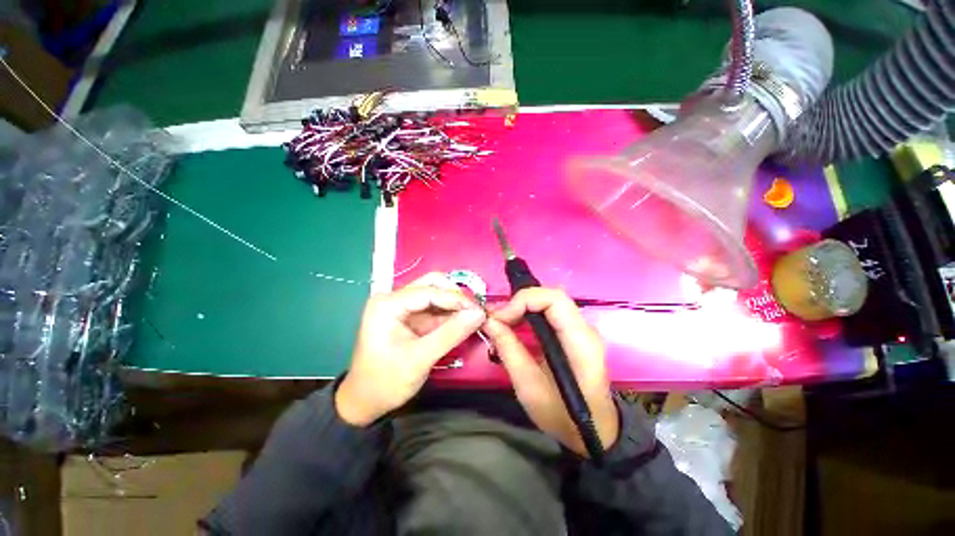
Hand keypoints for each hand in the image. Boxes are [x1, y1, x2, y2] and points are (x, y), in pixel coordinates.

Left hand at [335, 273, 485, 426]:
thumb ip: (451, 333)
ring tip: (473, 317)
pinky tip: (462, 322)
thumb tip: (479, 314)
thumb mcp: (420, 358)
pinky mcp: (410, 317)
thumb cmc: (385, 381)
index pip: (428, 291)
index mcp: (388, 304)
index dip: (456, 298)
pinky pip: (434, 308)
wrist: (365, 402)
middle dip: (455, 296)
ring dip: (455, 304)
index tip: (479, 309)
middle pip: (432, 285)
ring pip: (435, 294)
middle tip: (474, 311)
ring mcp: (401, 307)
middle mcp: (393, 299)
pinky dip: (450, 314)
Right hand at [484, 288, 618, 455]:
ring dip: (523, 306)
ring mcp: (581, 329)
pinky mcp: (574, 334)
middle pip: (551, 296)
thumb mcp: (528, 386)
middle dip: (520, 302)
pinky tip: (515, 325)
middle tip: (496, 318)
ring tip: (501, 321)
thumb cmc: (562, 415)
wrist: (593, 431)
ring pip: (549, 302)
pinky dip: (529, 313)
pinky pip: (550, 313)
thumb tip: (489, 321)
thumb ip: (508, 349)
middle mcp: (584, 328)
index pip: (554, 299)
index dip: (523, 300)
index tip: (500, 318)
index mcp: (579, 340)